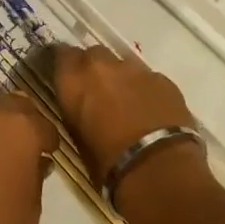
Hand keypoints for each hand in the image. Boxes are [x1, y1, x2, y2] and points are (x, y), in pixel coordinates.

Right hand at [52, 44, 196, 181]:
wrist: (159, 168)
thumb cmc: (108, 163)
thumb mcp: (77, 137)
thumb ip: (76, 109)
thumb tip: (82, 106)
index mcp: (73, 79)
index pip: (61, 54)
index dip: (66, 66)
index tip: (69, 78)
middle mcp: (101, 65)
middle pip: (93, 54)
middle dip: (94, 69)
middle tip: (98, 92)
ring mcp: (135, 69)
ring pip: (122, 64)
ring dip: (121, 78)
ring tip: (127, 103)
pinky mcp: (163, 79)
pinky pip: (148, 78)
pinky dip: (146, 90)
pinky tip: (151, 111)